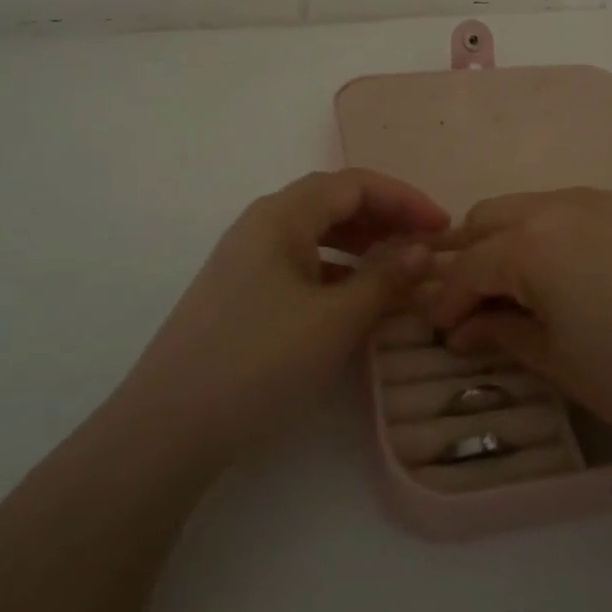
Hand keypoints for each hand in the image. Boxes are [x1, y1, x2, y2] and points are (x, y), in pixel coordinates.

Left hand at [123, 170, 448, 458]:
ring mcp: (247, 260)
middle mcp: (261, 225)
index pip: (354, 184)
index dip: (404, 199)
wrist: (168, 428)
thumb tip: (424, 248)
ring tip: (398, 272)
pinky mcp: (241, 294)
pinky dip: (337, 273)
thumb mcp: (335, 319)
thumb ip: (385, 277)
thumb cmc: (260, 360)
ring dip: (362, 245)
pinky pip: (301, 265)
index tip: (443, 226)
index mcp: (281, 215)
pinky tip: (357, 301)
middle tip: (425, 247)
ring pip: (317, 235)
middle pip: (333, 203)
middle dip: (385, 219)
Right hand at [427, 189, 611, 461]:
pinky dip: (549, 234)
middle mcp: (560, 205)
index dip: (447, 300)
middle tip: (473, 304)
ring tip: (516, 289)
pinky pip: (570, 210)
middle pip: (490, 218)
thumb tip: (463, 329)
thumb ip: (501, 333)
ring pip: (531, 207)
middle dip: (471, 257)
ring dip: (509, 240)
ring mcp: (603, 201)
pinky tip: (563, 274)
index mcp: (532, 242)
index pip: (468, 266)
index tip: (442, 330)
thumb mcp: (556, 361)